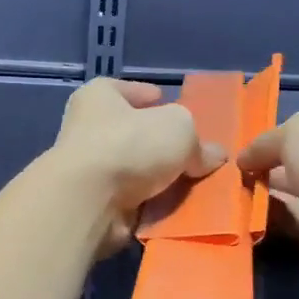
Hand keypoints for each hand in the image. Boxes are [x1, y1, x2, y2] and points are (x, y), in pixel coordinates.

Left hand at [49, 79, 225, 258]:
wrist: (89, 200)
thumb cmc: (130, 144)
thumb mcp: (179, 128)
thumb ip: (198, 141)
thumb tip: (212, 156)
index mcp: (98, 97)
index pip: (126, 90)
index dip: (151, 97)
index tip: (170, 105)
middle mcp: (86, 129)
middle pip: (132, 133)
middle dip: (160, 144)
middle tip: (194, 153)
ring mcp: (88, 170)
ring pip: (134, 171)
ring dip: (158, 179)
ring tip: (193, 185)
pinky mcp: (93, 203)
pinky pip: (132, 201)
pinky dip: (151, 205)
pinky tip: (176, 209)